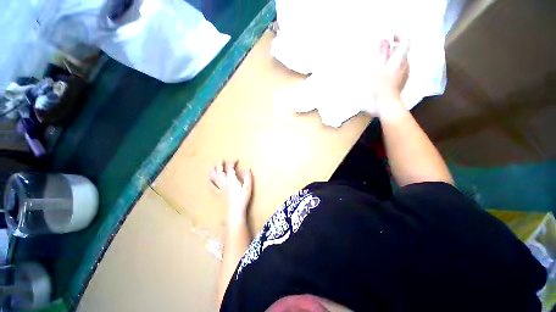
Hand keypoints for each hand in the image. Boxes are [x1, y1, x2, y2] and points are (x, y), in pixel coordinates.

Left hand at [210, 160, 252, 224]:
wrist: (235, 210)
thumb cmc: (242, 198)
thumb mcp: (248, 187)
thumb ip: (248, 177)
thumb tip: (248, 169)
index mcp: (231, 180)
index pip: (230, 168)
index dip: (232, 163)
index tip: (236, 160)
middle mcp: (224, 182)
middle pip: (219, 171)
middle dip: (220, 164)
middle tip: (221, 159)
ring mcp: (220, 188)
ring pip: (214, 177)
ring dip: (212, 171)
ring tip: (212, 166)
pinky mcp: (219, 193)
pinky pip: (212, 186)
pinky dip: (210, 181)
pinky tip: (210, 179)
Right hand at [372, 36, 409, 115]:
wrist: (387, 103)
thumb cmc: (380, 86)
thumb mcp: (377, 69)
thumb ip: (382, 54)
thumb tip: (384, 41)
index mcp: (400, 59)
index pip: (406, 41)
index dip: (399, 36)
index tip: (389, 37)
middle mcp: (406, 64)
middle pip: (402, 51)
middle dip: (392, 49)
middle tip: (379, 53)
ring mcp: (405, 73)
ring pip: (400, 61)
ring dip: (391, 59)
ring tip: (379, 64)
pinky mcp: (402, 80)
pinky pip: (398, 69)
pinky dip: (391, 67)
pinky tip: (383, 73)